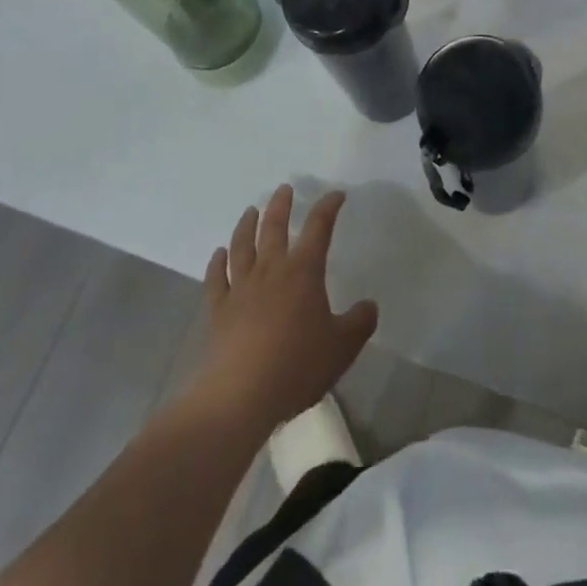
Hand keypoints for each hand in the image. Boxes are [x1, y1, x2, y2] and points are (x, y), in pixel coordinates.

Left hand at [189, 185, 378, 432]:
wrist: (240, 397)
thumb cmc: (296, 366)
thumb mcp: (342, 348)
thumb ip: (359, 323)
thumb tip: (369, 305)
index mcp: (303, 271)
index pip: (319, 227)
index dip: (328, 207)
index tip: (336, 196)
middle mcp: (271, 269)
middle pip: (274, 227)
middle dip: (281, 205)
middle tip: (284, 189)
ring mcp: (241, 288)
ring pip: (242, 245)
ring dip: (247, 225)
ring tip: (250, 211)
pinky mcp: (218, 310)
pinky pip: (216, 278)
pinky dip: (217, 263)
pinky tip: (218, 254)